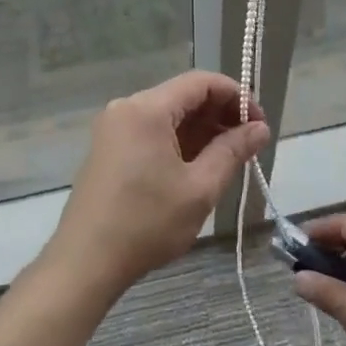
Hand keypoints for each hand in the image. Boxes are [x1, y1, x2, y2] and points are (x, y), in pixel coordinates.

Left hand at [46, 71, 268, 298]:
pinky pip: (151, 131)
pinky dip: (179, 141)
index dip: (237, 96)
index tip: (260, 124)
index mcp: (147, 108)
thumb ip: (232, 151)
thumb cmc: (146, 223)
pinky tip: (199, 165)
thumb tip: (260, 128)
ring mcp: (114, 128)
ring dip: (201, 129)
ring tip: (230, 158)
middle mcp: (127, 107)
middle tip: (249, 145)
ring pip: (168, 114)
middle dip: (220, 114)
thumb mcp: (199, 188)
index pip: (201, 82)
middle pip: (183, 95)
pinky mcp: (108, 148)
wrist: (84, 262)